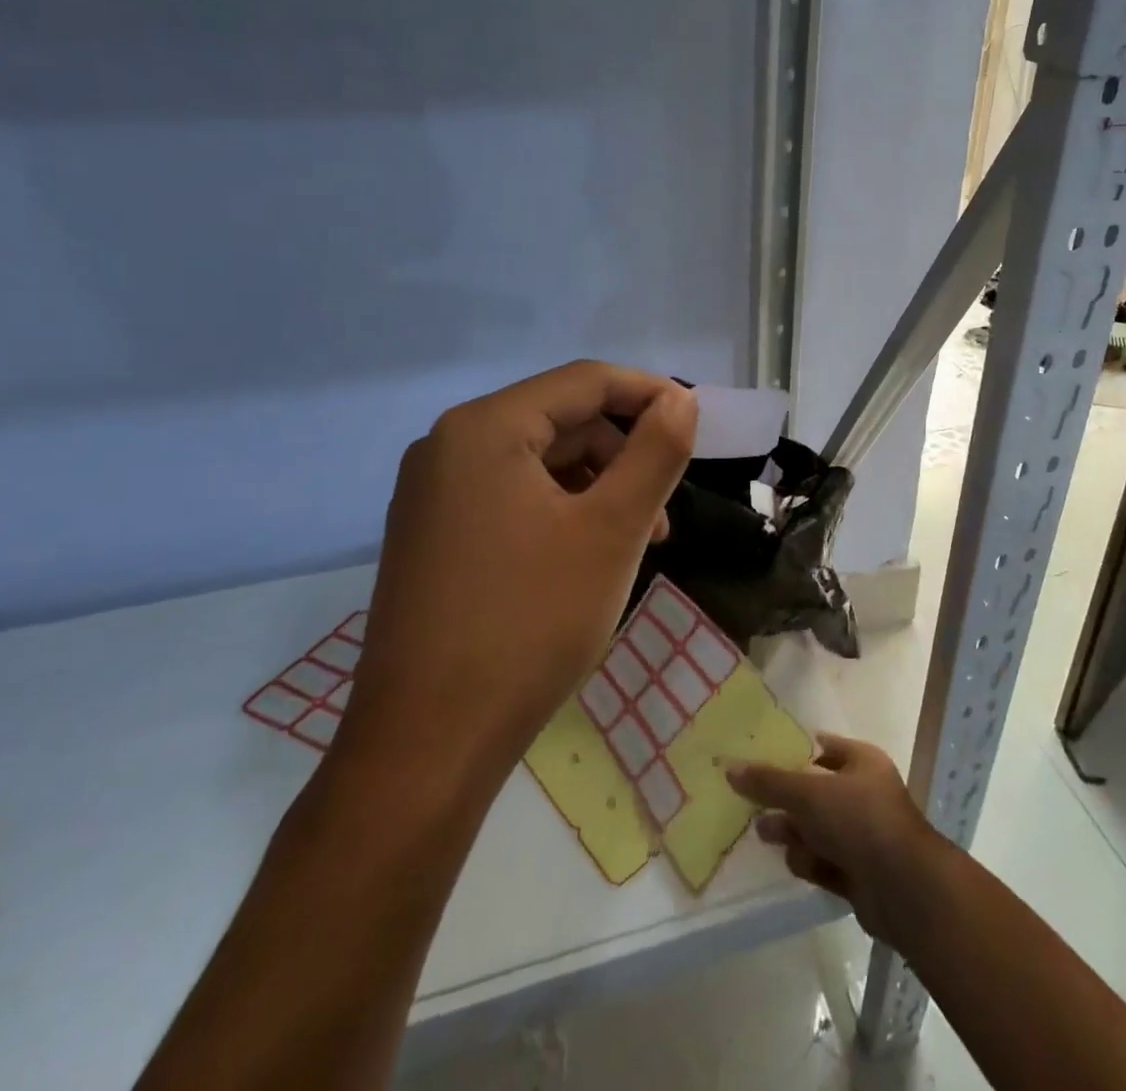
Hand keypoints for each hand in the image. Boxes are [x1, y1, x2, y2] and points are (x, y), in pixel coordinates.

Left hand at [338, 361, 696, 788]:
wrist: (427, 744)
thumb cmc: (530, 622)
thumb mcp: (613, 529)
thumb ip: (656, 452)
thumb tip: (681, 399)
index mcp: (484, 428)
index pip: (585, 381)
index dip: (649, 394)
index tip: (697, 424)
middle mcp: (448, 447)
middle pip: (560, 419)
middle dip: (624, 452)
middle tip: (666, 507)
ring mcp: (433, 495)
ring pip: (539, 462)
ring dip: (598, 486)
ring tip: (637, 540)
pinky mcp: (433, 537)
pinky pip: (512, 498)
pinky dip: (561, 512)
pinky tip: (588, 557)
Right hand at [728, 735, 948, 942]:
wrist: (903, 888)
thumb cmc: (859, 820)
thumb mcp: (808, 793)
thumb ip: (769, 781)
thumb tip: (730, 767)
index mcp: (862, 761)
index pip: (825, 747)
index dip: (795, 751)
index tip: (762, 757)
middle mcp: (864, 794)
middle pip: (816, 791)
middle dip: (786, 799)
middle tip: (754, 803)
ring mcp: (862, 835)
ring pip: (817, 828)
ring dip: (794, 832)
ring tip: (766, 835)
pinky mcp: (858, 872)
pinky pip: (824, 860)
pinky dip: (810, 862)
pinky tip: (799, 865)